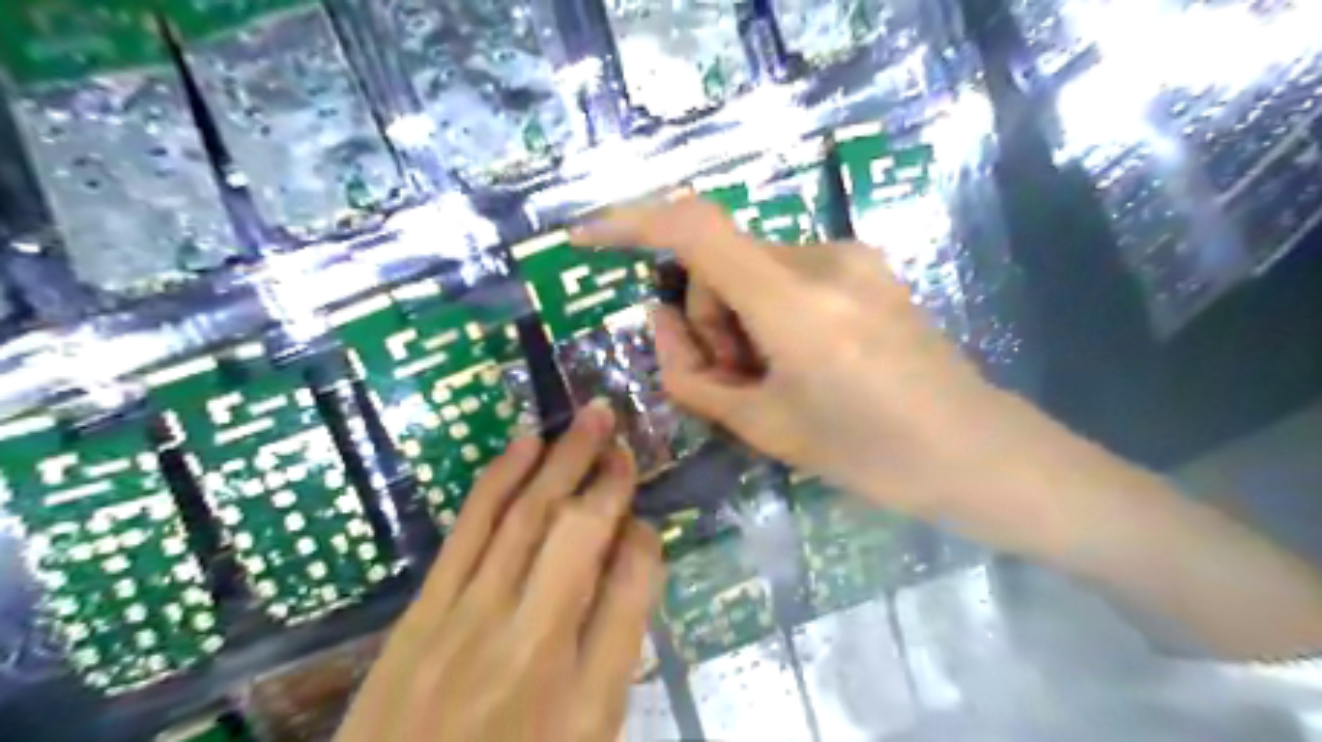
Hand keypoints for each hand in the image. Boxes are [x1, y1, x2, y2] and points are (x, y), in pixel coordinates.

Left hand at [336, 407, 667, 741]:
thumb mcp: (585, 739)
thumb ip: (614, 653)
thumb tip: (630, 566)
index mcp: (585, 693)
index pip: (633, 583)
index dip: (645, 539)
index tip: (644, 520)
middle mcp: (530, 641)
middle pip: (578, 532)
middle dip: (607, 474)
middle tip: (622, 431)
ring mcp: (467, 621)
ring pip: (526, 516)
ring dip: (562, 459)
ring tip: (589, 418)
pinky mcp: (421, 613)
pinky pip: (469, 529)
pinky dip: (500, 479)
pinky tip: (524, 446)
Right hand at [569, 196, 1002, 520]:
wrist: (976, 451)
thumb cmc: (870, 454)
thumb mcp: (763, 426)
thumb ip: (692, 373)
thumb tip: (657, 318)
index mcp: (794, 303)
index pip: (696, 229)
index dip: (633, 223)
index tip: (587, 238)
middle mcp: (822, 259)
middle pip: (721, 260)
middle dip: (706, 315)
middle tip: (731, 378)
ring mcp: (851, 257)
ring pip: (752, 268)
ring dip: (739, 317)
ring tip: (772, 376)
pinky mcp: (866, 265)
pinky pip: (786, 274)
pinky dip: (770, 311)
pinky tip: (802, 357)